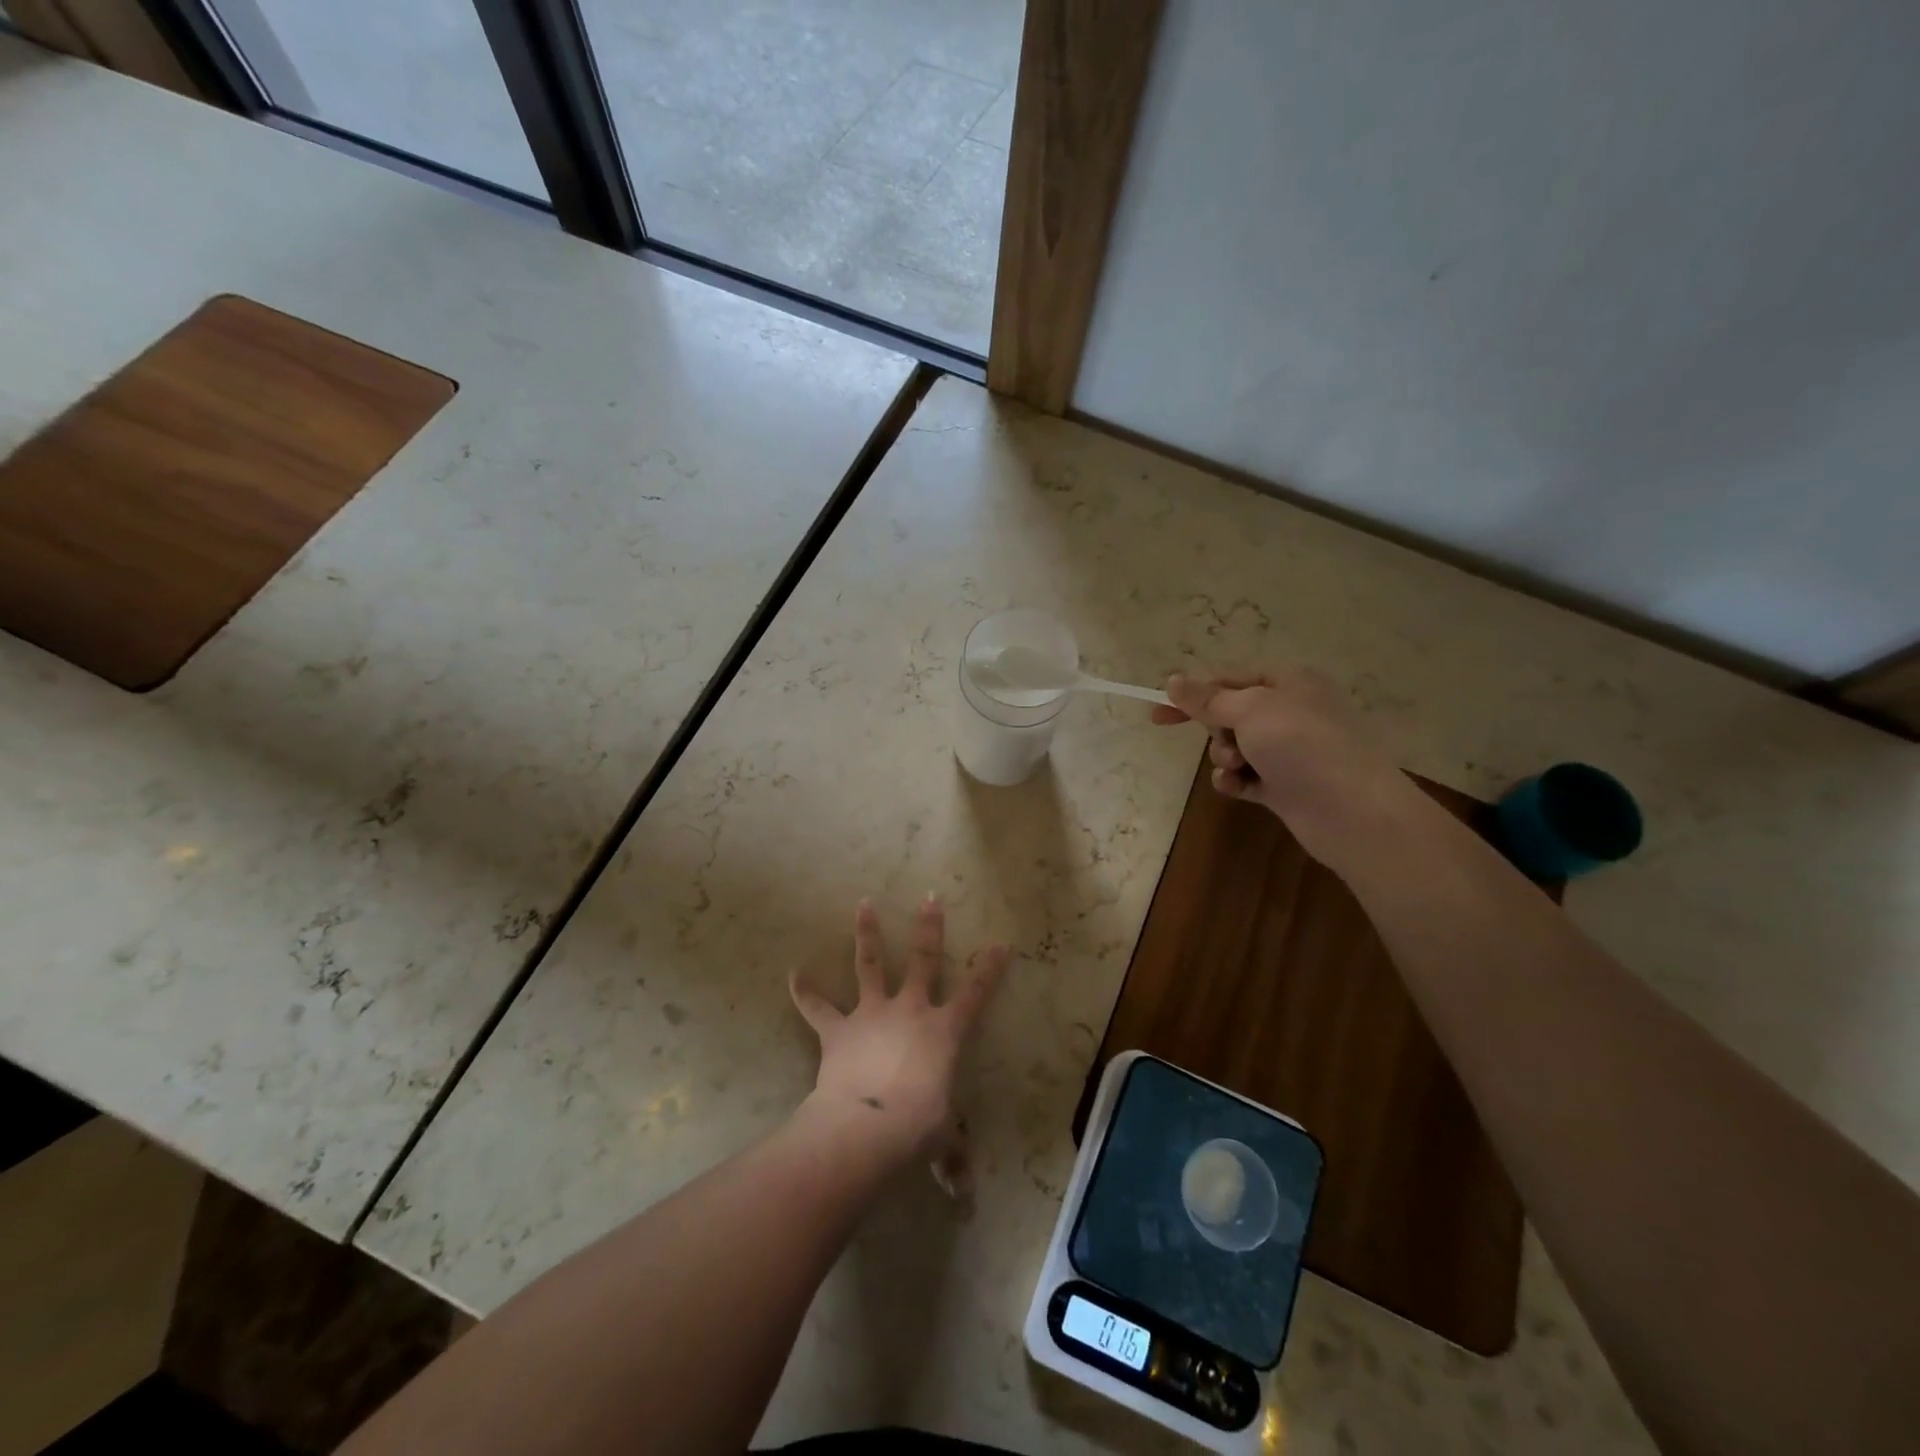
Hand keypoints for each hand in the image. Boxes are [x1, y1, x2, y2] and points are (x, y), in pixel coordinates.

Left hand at [789, 897, 1008, 1176]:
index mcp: (944, 1031)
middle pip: (922, 959)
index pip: (975, 994)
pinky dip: (805, 992)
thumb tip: (963, 1192)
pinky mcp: (838, 1029)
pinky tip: (794, 974)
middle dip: (928, 928)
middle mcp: (910, 1010)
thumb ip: (952, 1157)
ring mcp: (872, 1014)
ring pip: (869, 965)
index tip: (1000, 942)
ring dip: (866, 934)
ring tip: (863, 903)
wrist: (867, 1127)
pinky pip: (818, 1007)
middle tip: (930, 897)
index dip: (990, 968)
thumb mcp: (941, 1140)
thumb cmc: (916, 1128)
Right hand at [1151, 668, 1420, 869]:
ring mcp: (1290, 751)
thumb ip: (1208, 698)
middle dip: (1216, 731)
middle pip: (1231, 714)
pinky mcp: (1285, 785)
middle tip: (1224, 744)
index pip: (1230, 680)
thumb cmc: (1302, 745)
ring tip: (1236, 769)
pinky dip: (1235, 781)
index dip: (1193, 695)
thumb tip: (1173, 680)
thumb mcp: (1250, 710)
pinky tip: (1236, 788)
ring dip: (1224, 758)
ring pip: (1235, 747)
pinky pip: (1246, 777)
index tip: (1158, 714)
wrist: (1352, 811)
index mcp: (1289, 683)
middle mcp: (1291, 713)